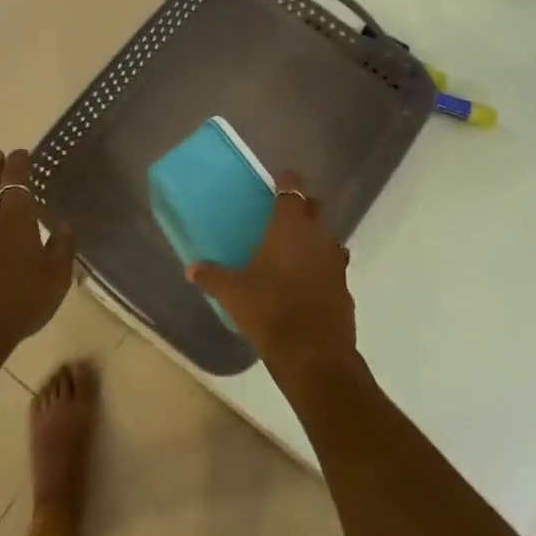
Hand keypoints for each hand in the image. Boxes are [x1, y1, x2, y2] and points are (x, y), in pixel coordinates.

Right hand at [188, 173, 356, 380]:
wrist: (314, 355)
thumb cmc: (269, 310)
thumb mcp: (233, 293)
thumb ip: (211, 277)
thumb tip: (191, 269)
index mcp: (290, 226)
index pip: (293, 187)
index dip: (286, 180)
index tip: (276, 181)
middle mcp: (317, 235)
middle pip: (314, 207)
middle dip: (301, 206)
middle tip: (280, 215)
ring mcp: (335, 262)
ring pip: (327, 237)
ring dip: (313, 238)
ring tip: (292, 250)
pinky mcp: (344, 288)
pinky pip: (332, 267)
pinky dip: (320, 268)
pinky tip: (305, 284)